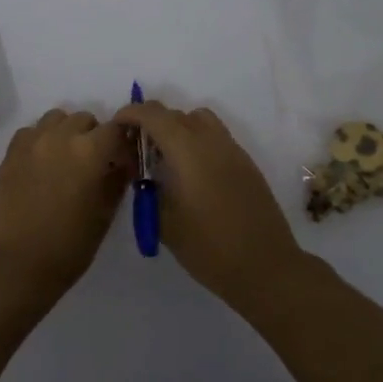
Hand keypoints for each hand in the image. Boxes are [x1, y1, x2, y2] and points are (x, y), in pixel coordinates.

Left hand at [0, 109, 132, 300]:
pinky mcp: (10, 153)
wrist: (17, 264)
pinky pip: (30, 132)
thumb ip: (117, 181)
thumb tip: (122, 164)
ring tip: (66, 159)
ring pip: (56, 119)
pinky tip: (41, 163)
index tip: (123, 161)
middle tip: (94, 164)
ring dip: (66, 132)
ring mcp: (32, 142)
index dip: (124, 142)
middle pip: (85, 119)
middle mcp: (61, 137)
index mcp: (90, 151)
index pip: (117, 128)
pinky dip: (40, 139)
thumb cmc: (69, 246)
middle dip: (94, 136)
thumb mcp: (104, 215)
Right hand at [112, 100, 304, 304]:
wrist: (265, 267)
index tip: (118, 127)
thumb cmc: (208, 247)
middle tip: (137, 147)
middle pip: (176, 114)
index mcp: (187, 150)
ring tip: (167, 157)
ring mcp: (233, 150)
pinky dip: (198, 141)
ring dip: (178, 127)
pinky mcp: (246, 164)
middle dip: (152, 122)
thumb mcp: (164, 221)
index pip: (153, 115)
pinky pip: (216, 138)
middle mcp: (211, 140)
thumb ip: (149, 188)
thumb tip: (142, 171)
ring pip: (200, 120)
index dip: (131, 114)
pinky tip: (192, 173)